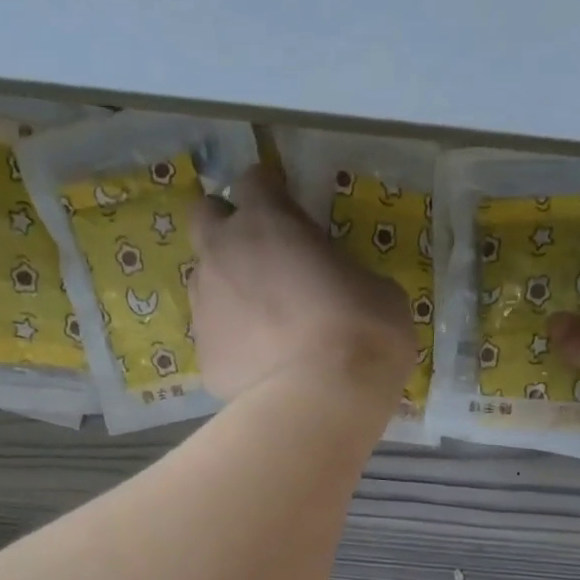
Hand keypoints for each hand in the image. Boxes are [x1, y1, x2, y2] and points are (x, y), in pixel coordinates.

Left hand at [190, 164, 416, 407]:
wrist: (324, 399)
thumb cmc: (362, 332)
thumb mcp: (376, 287)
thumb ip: (344, 272)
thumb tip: (341, 286)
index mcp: (266, 220)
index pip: (253, 180)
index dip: (271, 193)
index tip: (288, 210)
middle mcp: (223, 253)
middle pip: (204, 216)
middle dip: (226, 227)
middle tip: (260, 256)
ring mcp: (206, 307)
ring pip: (204, 282)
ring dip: (228, 290)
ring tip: (263, 324)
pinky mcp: (204, 357)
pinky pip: (215, 341)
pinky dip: (233, 346)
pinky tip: (262, 368)